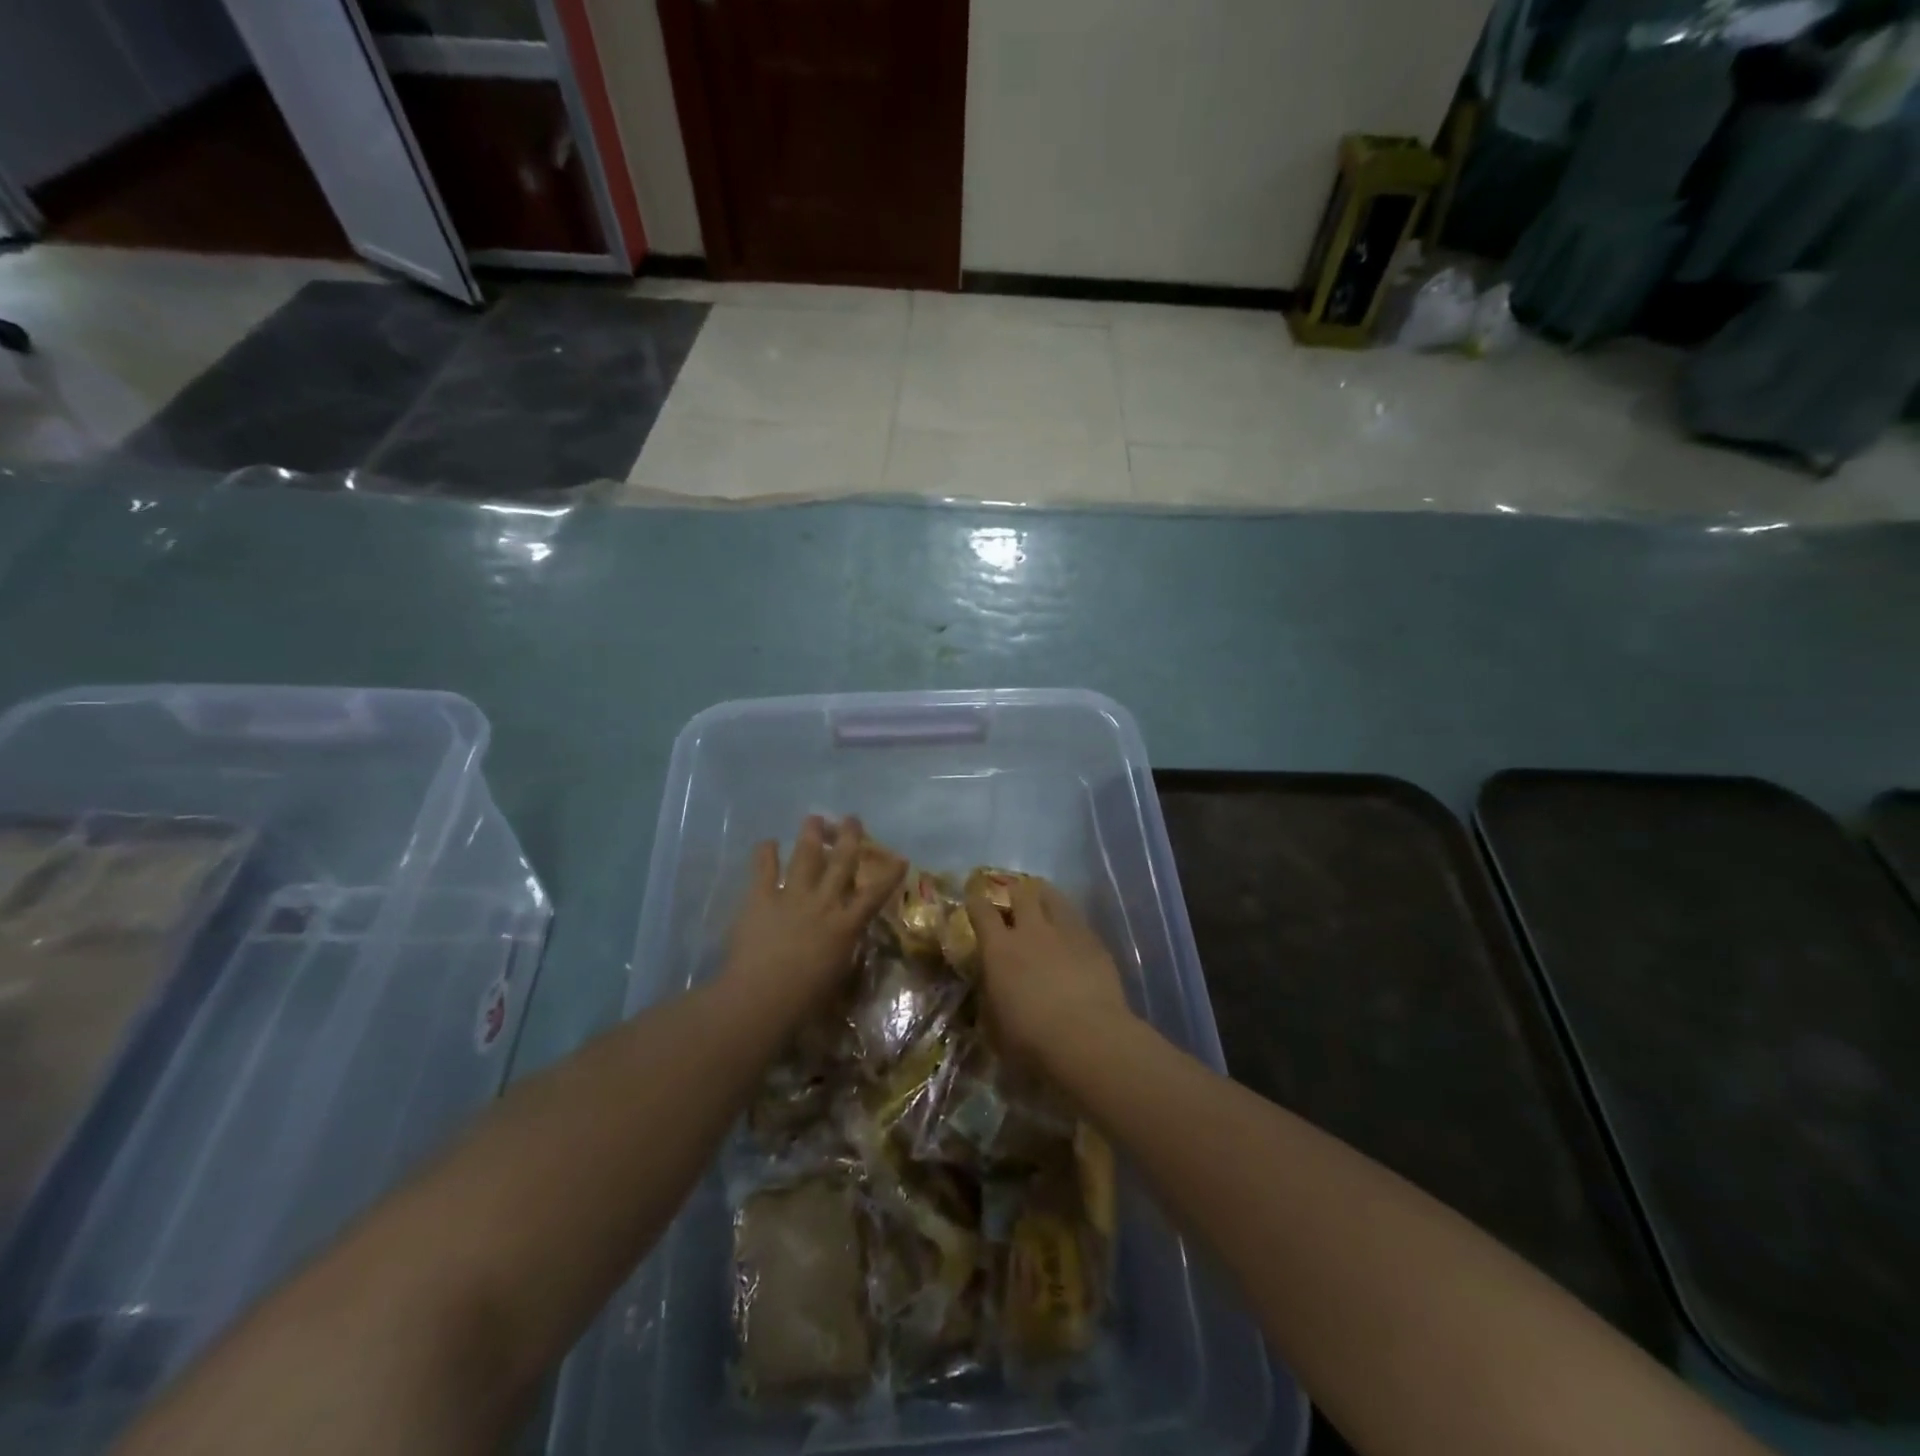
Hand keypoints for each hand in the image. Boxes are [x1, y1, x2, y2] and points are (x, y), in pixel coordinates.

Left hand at [721, 816, 904, 1020]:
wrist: (761, 997)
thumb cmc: (805, 1000)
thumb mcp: (837, 974)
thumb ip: (844, 950)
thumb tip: (846, 941)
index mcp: (845, 925)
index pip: (875, 894)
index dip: (890, 875)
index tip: (901, 858)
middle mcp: (823, 903)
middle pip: (841, 862)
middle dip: (849, 837)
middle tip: (851, 819)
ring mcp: (791, 896)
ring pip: (805, 856)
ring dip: (810, 835)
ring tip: (814, 818)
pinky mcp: (760, 898)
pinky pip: (764, 868)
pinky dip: (766, 853)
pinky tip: (768, 842)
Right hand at [965, 876, 1135, 1071]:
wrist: (1088, 1039)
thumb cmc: (1031, 1040)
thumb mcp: (995, 1025)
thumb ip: (989, 998)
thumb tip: (989, 988)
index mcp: (999, 949)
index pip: (981, 911)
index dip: (975, 901)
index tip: (973, 897)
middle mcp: (1031, 930)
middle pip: (1020, 893)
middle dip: (1014, 892)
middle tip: (1013, 899)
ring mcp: (1065, 931)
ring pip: (1053, 896)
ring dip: (1044, 896)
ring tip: (1043, 900)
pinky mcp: (1094, 941)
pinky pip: (1078, 920)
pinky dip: (1070, 921)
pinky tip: (1072, 932)